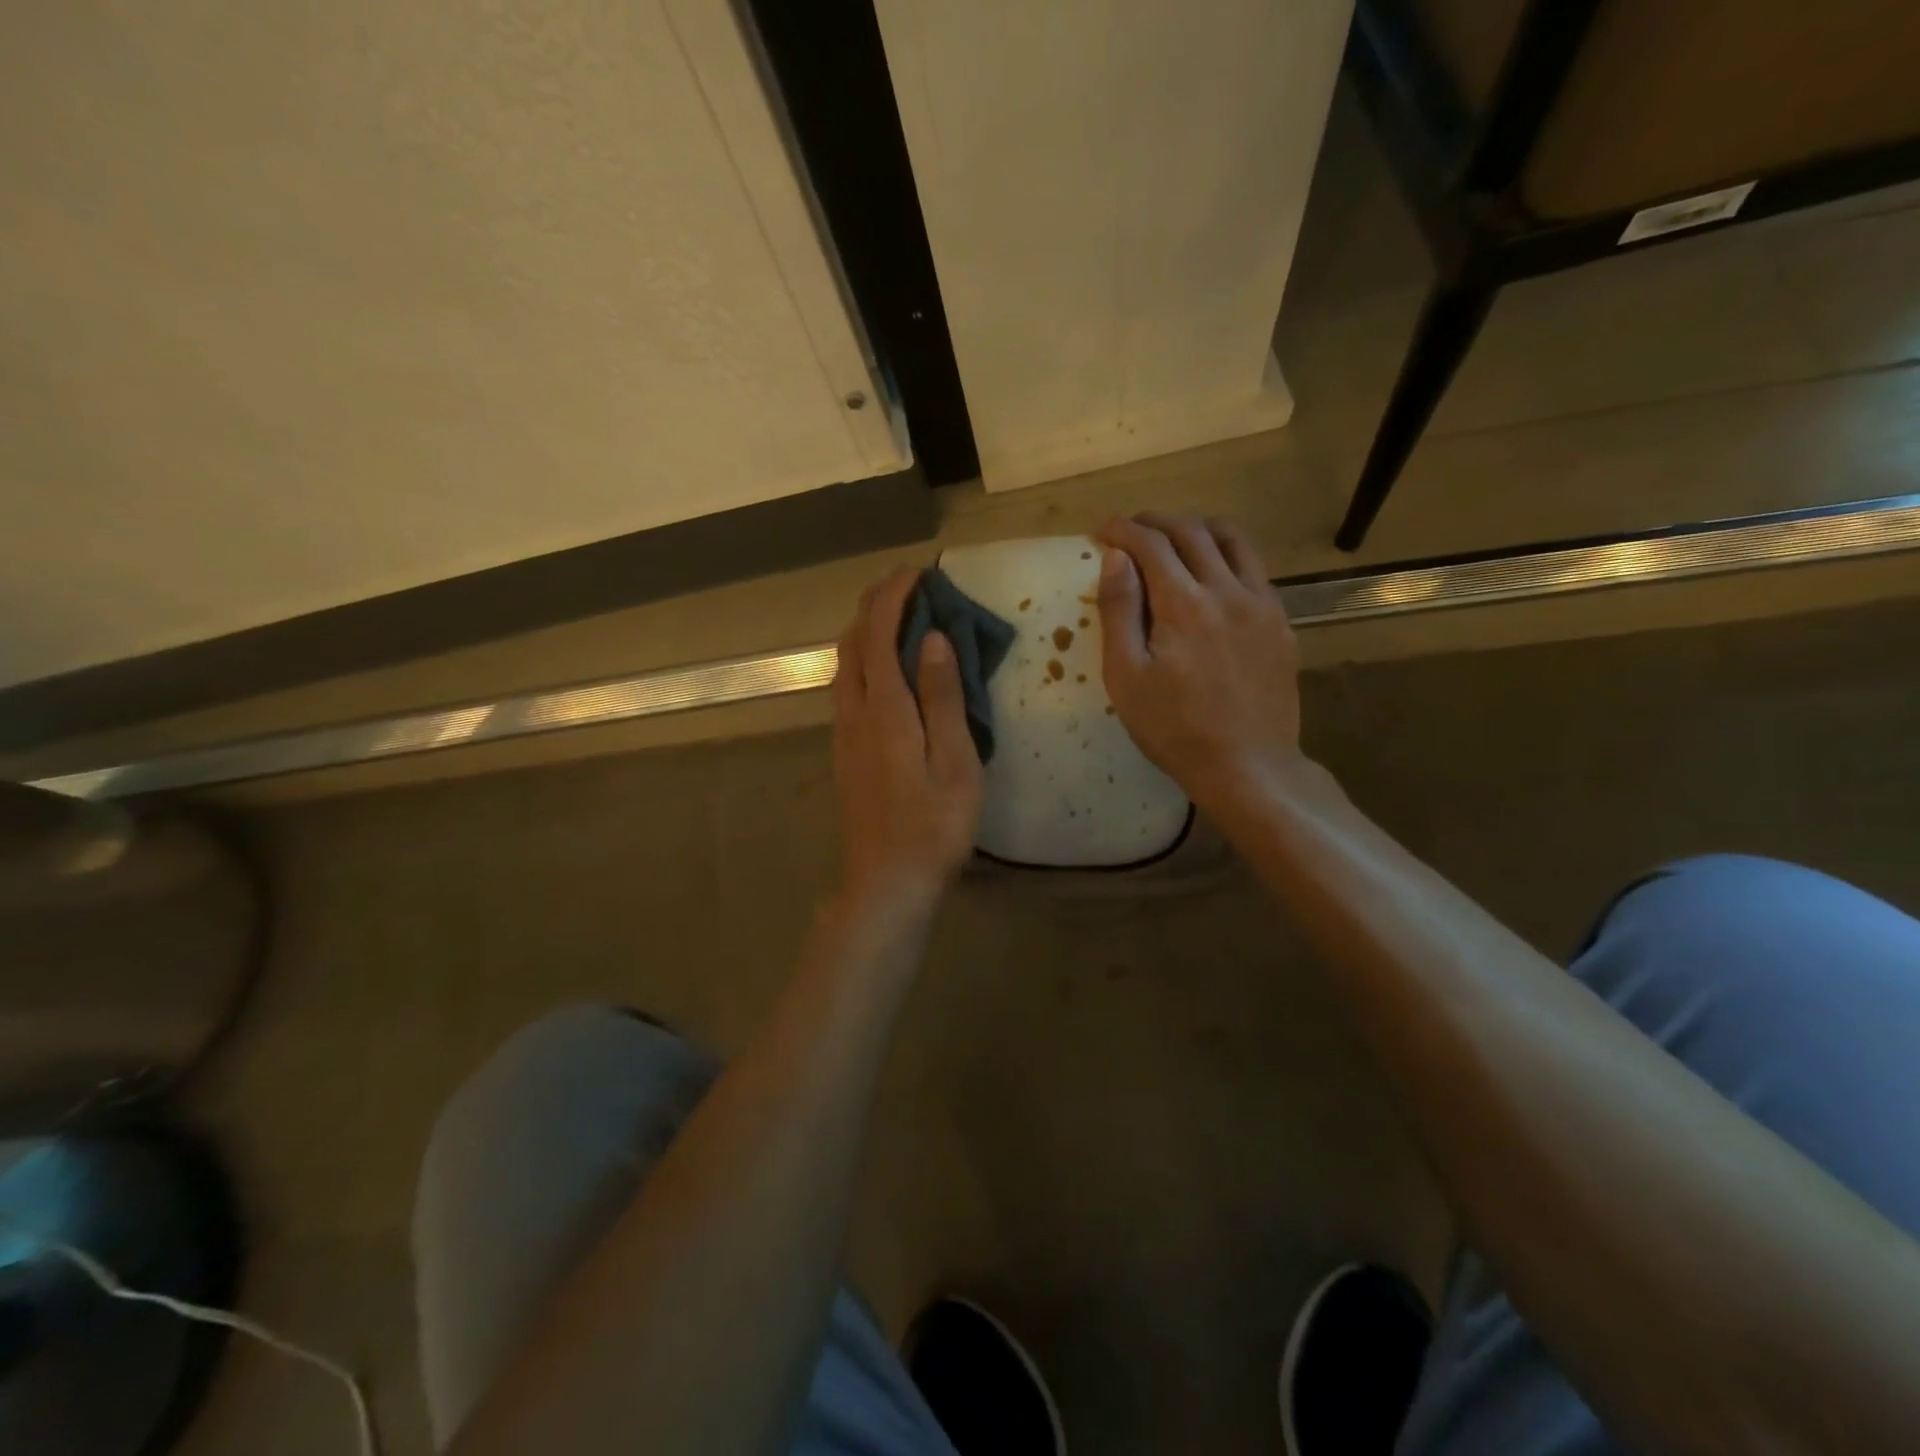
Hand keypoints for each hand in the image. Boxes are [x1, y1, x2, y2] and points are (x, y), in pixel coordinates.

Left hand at [830, 568, 982, 914]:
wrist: (886, 881)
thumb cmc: (933, 826)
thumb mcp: (955, 762)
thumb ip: (942, 697)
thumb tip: (934, 638)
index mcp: (885, 710)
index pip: (880, 634)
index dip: (894, 596)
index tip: (918, 572)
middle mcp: (855, 712)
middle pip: (853, 642)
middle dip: (874, 604)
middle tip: (907, 585)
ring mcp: (844, 733)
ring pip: (845, 664)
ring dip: (866, 630)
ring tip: (897, 616)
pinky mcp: (845, 751)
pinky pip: (847, 686)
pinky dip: (863, 658)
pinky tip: (884, 667)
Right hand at [1094, 512, 1303, 809]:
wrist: (1248, 765)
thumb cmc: (1173, 728)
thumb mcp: (1127, 677)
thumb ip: (1119, 612)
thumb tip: (1115, 558)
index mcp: (1184, 604)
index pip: (1150, 544)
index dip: (1122, 530)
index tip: (1100, 531)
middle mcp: (1227, 590)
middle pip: (1192, 532)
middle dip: (1155, 522)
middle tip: (1130, 530)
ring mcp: (1262, 604)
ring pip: (1232, 539)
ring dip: (1197, 528)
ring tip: (1173, 538)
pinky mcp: (1280, 622)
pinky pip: (1255, 567)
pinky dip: (1227, 554)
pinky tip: (1212, 574)